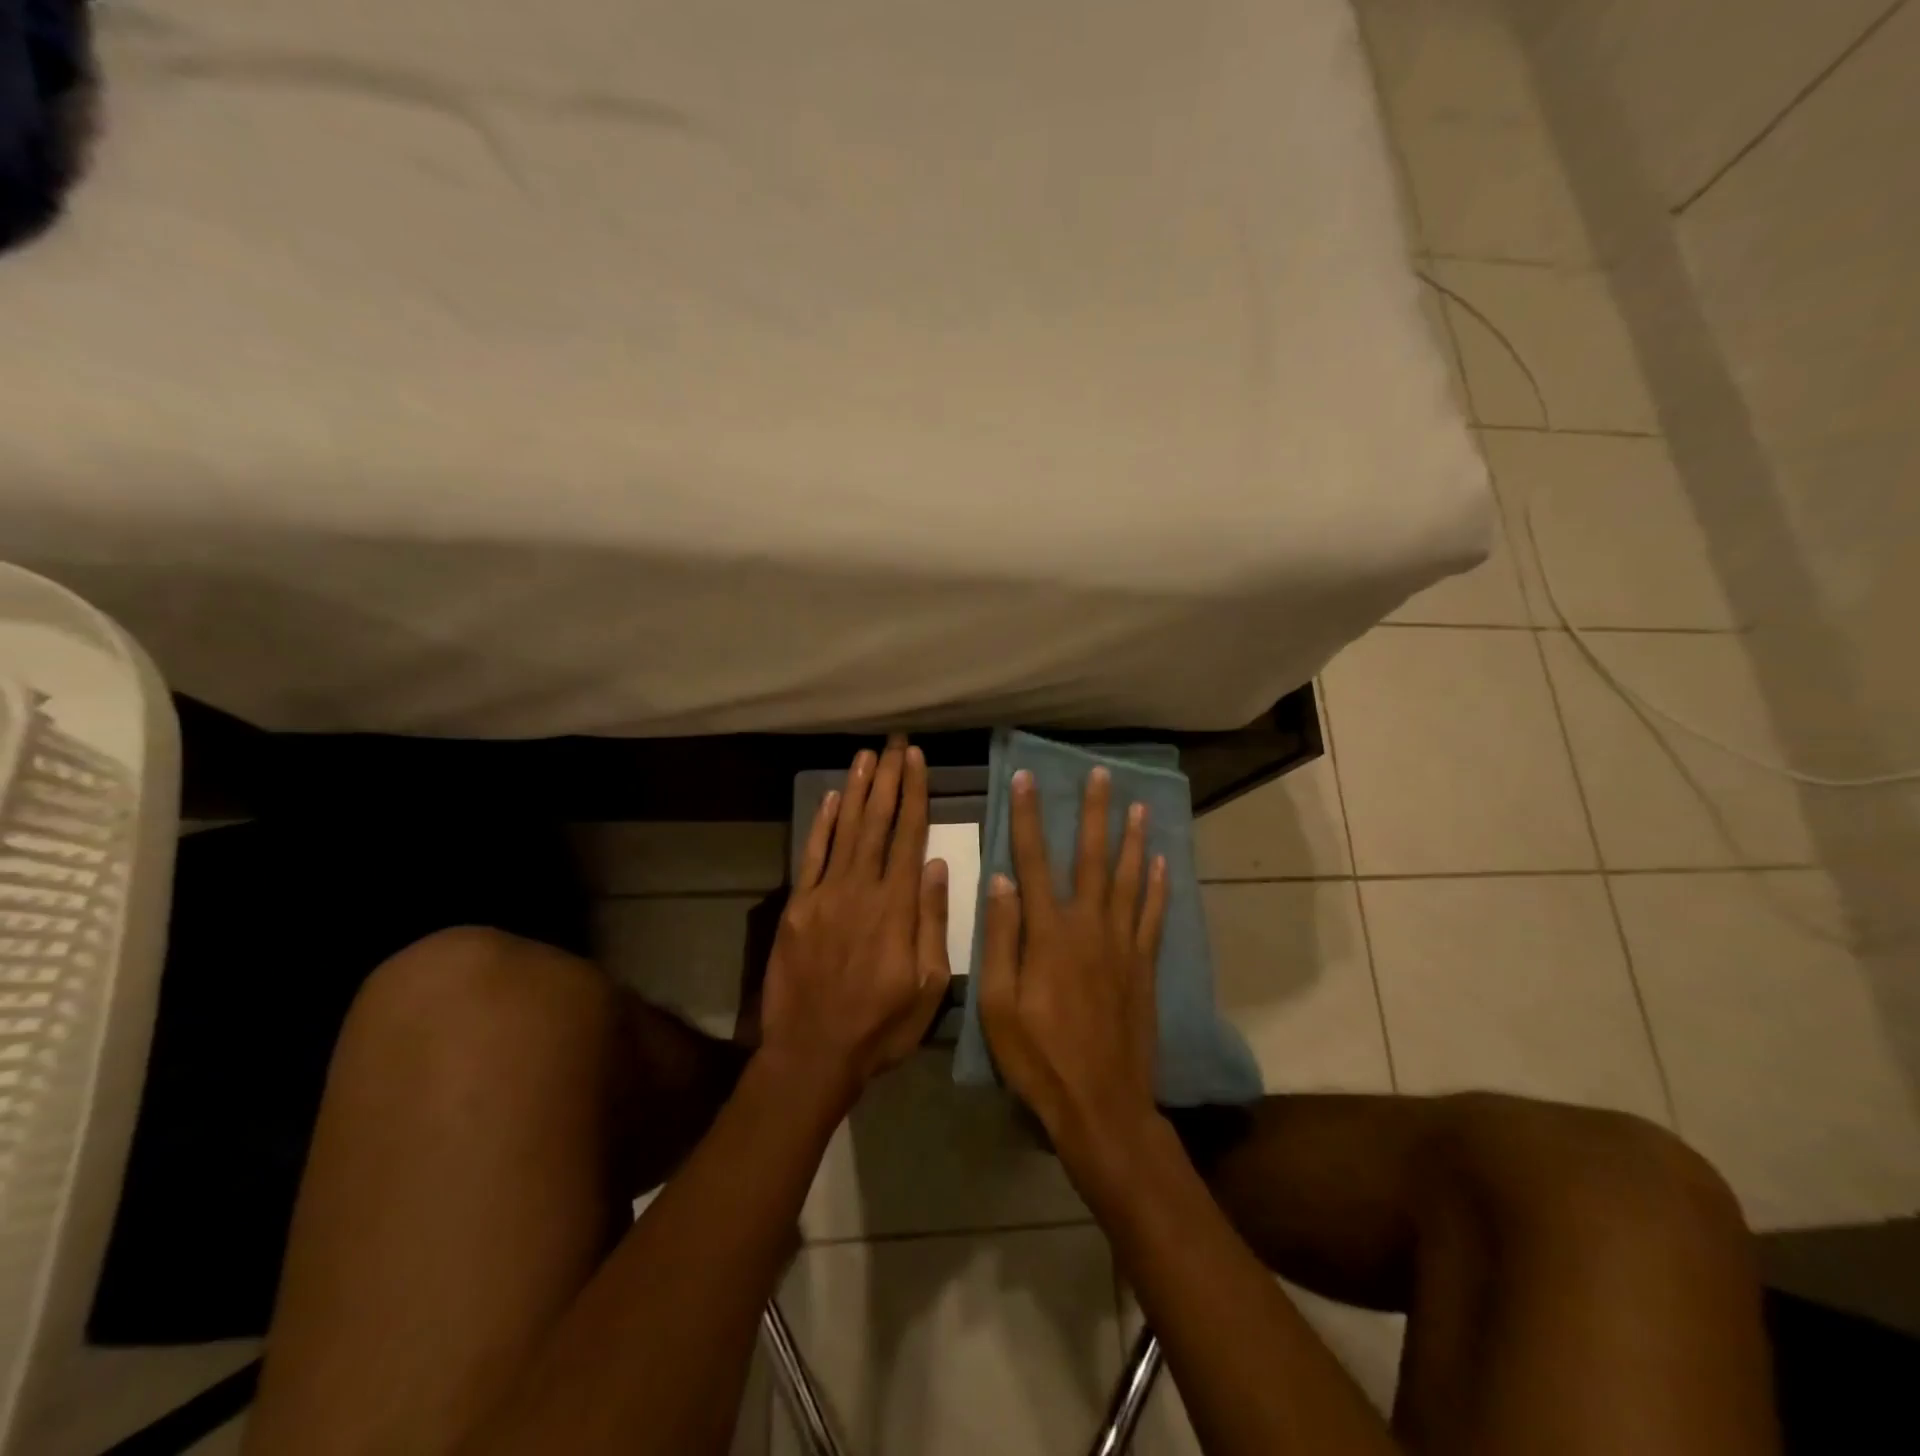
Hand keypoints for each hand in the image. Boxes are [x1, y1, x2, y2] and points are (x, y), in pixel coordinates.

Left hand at [760, 736, 952, 1108]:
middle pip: (877, 822)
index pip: (909, 836)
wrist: (812, 1053)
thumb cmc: (881, 1026)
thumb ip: (933, 922)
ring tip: (868, 757)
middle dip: (889, 779)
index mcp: (897, 907)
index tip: (918, 761)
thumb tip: (937, 865)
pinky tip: (832, 798)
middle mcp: (861, 889)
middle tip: (896, 744)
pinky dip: (821, 824)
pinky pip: (811, 856)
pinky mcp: (797, 907)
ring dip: (857, 790)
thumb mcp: (928, 986)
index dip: (915, 795)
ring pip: (845, 830)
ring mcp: (824, 895)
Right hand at [978, 765, 1169, 1169]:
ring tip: (1138, 806)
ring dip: (1133, 839)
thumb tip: (1000, 880)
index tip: (1027, 778)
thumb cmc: (1039, 1057)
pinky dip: (1158, 886)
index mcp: (1049, 933)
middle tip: (1100, 775)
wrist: (1103, 1104)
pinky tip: (1162, 863)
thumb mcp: (999, 1004)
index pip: (1033, 861)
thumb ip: (1001, 938)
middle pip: (1092, 858)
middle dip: (1094, 813)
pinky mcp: (1144, 966)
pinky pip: (1153, 916)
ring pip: (1129, 879)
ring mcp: (1123, 945)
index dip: (1028, 817)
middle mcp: (1089, 926)